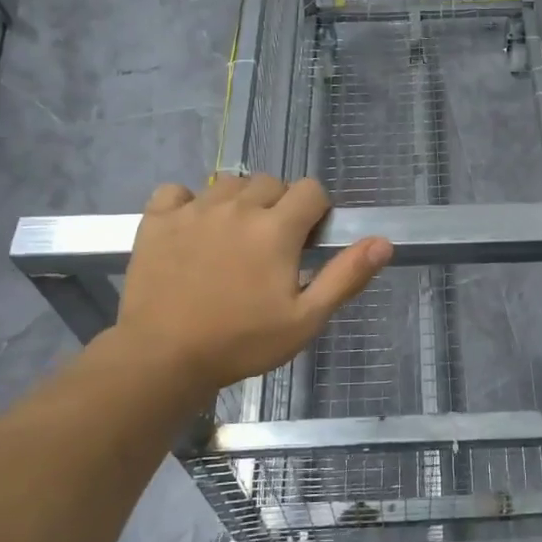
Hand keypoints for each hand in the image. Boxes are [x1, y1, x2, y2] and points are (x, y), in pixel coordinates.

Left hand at [107, 175, 390, 402]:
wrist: (162, 358)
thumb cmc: (241, 342)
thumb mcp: (305, 320)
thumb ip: (345, 276)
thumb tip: (384, 242)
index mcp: (276, 228)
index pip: (310, 190)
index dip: (316, 211)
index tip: (306, 241)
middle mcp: (237, 207)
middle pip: (271, 182)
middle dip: (279, 206)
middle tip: (271, 247)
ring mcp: (194, 209)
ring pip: (228, 183)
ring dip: (239, 202)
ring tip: (234, 239)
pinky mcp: (157, 220)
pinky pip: (177, 191)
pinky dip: (188, 203)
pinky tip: (191, 229)